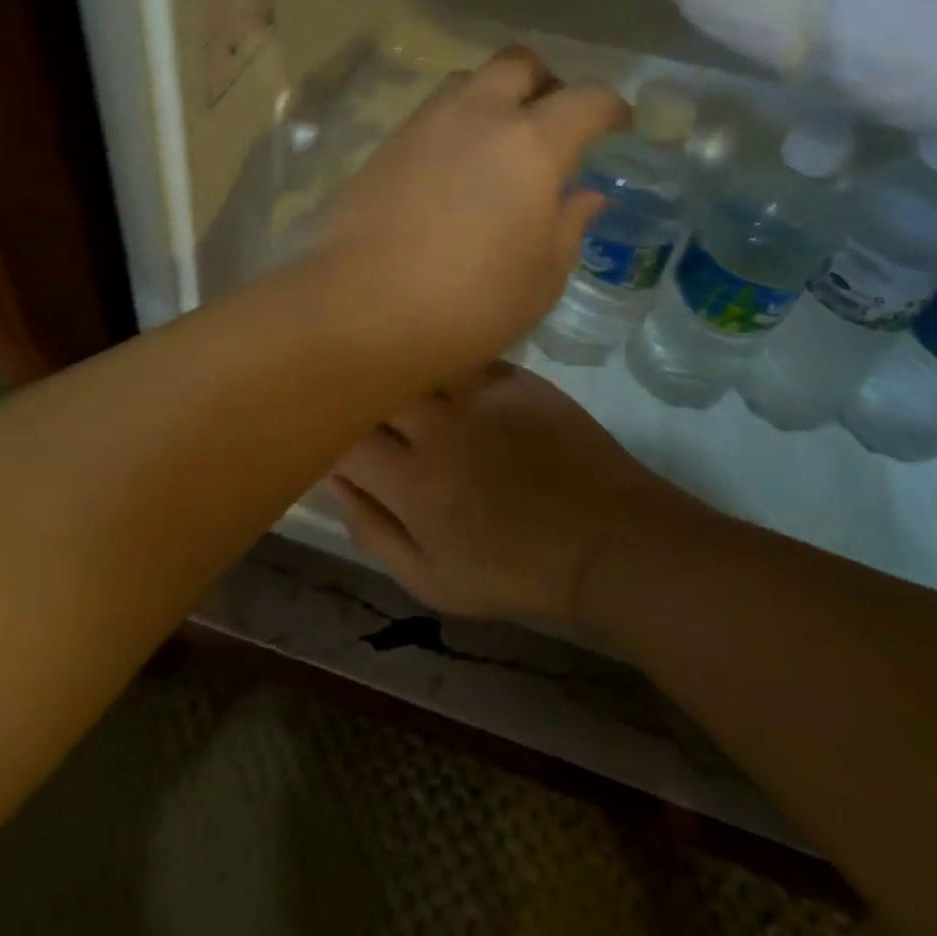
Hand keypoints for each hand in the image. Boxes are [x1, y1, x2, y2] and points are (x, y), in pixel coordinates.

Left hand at [308, 47, 626, 381]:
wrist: (357, 311)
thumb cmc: (468, 304)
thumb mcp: (541, 278)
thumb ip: (568, 225)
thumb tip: (585, 195)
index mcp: (530, 144)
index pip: (586, 100)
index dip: (610, 109)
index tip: (617, 126)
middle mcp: (475, 116)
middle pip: (518, 63)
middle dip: (545, 82)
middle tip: (553, 122)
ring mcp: (421, 126)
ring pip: (466, 82)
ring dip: (492, 97)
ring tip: (499, 144)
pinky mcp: (382, 147)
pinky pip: (429, 115)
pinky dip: (453, 125)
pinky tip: (452, 169)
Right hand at [327, 363, 706, 628]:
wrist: (607, 542)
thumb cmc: (515, 572)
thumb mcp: (431, 582)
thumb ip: (372, 530)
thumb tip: (331, 480)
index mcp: (411, 484)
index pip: (342, 438)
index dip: (328, 433)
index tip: (331, 436)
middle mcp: (437, 429)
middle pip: (375, 387)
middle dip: (360, 392)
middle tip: (363, 402)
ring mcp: (478, 396)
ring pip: (415, 360)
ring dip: (399, 369)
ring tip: (395, 374)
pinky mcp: (514, 377)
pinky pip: (461, 355)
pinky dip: (443, 362)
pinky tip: (445, 372)